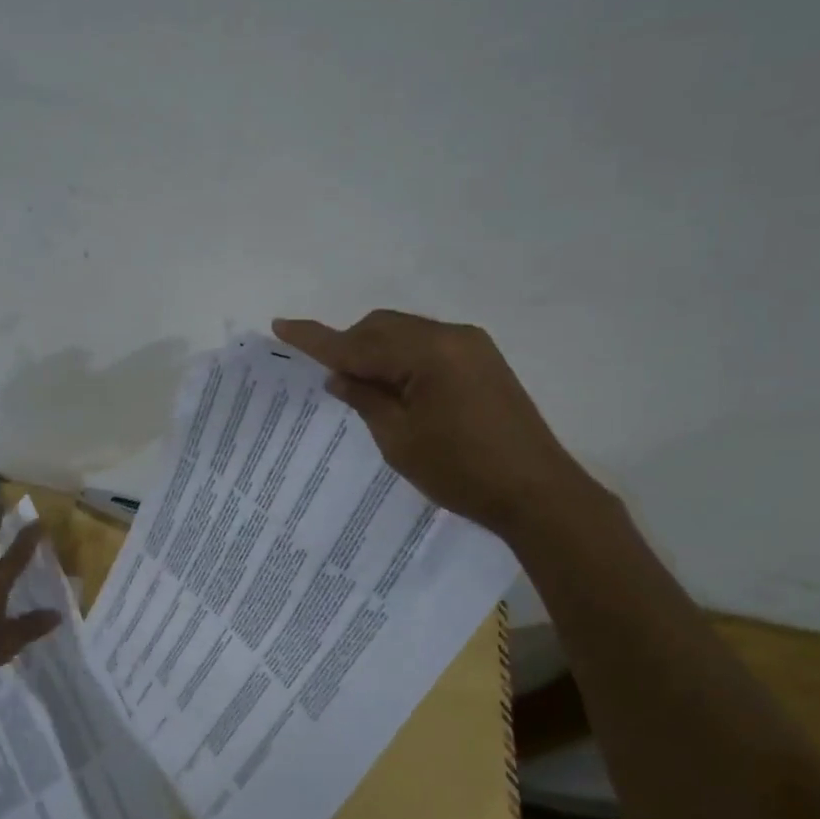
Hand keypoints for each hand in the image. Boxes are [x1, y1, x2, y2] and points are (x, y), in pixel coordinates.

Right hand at [271, 310, 592, 531]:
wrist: (538, 494)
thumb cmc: (461, 472)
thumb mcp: (399, 441)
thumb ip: (365, 400)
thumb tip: (339, 375)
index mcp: (428, 353)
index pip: (358, 343)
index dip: (317, 338)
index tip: (281, 325)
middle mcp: (451, 336)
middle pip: (382, 327)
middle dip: (350, 347)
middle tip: (331, 382)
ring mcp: (472, 346)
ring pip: (405, 335)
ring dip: (376, 354)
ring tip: (362, 390)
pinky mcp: (483, 361)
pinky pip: (427, 347)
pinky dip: (402, 360)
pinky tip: (396, 389)